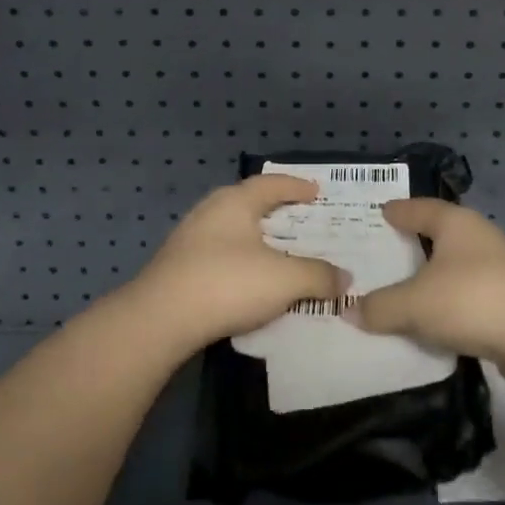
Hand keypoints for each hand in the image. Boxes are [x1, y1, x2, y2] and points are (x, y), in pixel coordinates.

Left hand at [129, 176, 348, 351]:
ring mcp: (189, 238)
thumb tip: (344, 278)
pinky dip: (240, 261)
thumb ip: (318, 275)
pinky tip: (249, 281)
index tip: (316, 191)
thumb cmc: (227, 283)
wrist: (160, 320)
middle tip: (301, 221)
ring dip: (257, 239)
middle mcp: (211, 210)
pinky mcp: (177, 267)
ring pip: (232, 230)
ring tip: (278, 253)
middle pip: (250, 203)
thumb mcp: (284, 280)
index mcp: (236, 201)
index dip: (297, 186)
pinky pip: (219, 254)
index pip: (272, 184)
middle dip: (276, 211)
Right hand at [351, 199, 504, 361]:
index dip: (399, 211)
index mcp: (455, 223)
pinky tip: (435, 321)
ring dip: (434, 278)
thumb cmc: (471, 300)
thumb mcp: (414, 304)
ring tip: (406, 290)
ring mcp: (501, 269)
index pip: (420, 208)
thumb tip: (351, 310)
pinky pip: (469, 297)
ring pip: (456, 268)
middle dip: (416, 243)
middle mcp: (479, 238)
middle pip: (441, 235)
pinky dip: (450, 305)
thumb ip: (381, 307)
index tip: (382, 211)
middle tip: (386, 251)